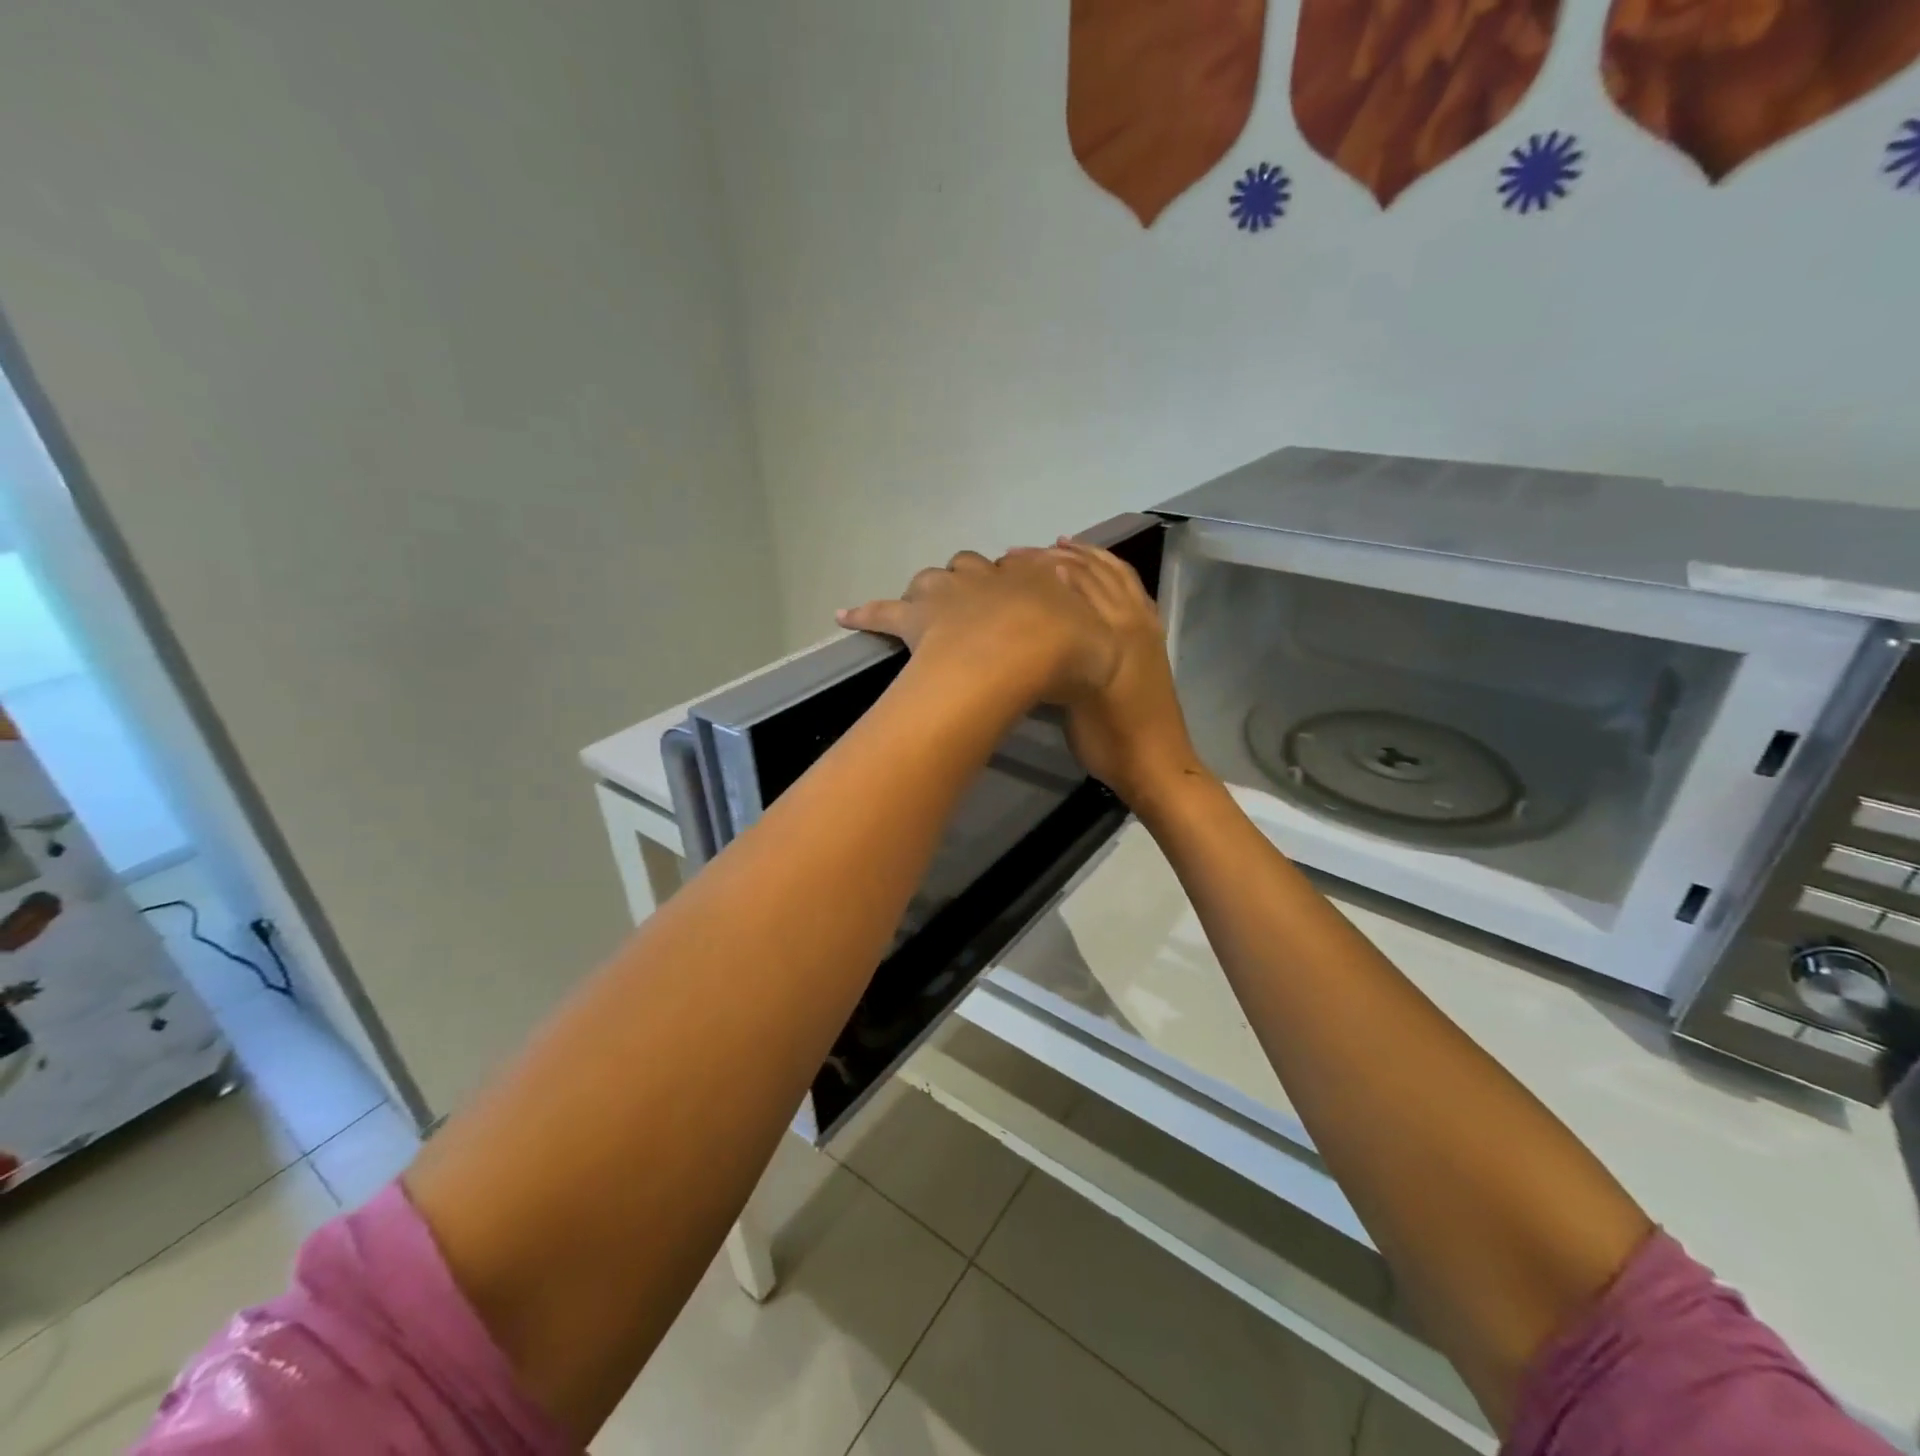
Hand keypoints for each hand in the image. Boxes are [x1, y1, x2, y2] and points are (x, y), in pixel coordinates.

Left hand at [838, 550, 1120, 708]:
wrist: (1026, 652)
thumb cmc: (1067, 650)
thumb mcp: (1101, 642)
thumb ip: (1096, 636)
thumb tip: (1098, 634)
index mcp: (1034, 578)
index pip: (1027, 567)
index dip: (1025, 578)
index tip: (1026, 591)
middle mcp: (990, 577)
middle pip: (975, 568)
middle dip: (976, 579)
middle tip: (979, 601)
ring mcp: (950, 592)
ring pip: (934, 579)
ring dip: (934, 588)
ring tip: (931, 604)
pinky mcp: (915, 616)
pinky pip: (884, 611)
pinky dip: (866, 613)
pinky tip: (846, 615)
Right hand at [1028, 538, 1207, 810]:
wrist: (1155, 764)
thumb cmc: (1108, 739)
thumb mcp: (1072, 700)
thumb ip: (1055, 657)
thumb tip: (1029, 621)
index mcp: (1110, 631)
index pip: (1070, 584)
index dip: (1037, 569)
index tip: (1005, 566)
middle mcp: (1130, 618)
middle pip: (1090, 573)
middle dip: (1054, 559)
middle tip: (1018, 556)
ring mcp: (1145, 625)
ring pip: (1114, 576)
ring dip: (1085, 557)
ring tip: (1056, 546)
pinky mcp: (1151, 637)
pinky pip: (1132, 591)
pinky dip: (1113, 572)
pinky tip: (1098, 570)